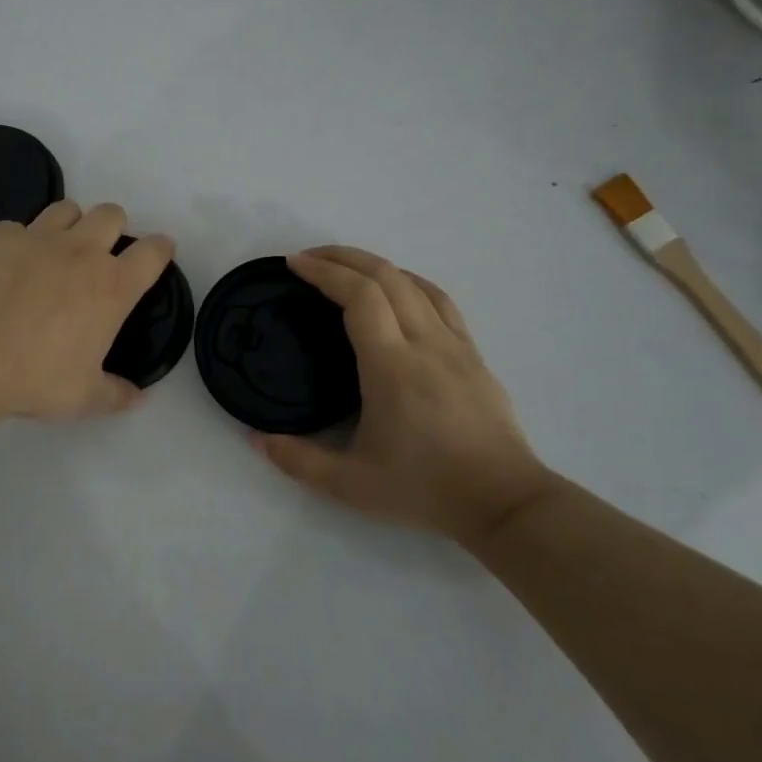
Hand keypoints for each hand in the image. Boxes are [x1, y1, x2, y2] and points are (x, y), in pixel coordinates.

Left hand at [0, 199, 174, 422]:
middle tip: (100, 254)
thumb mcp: (82, 398)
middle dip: (113, 228)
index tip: (159, 252)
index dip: (160, 248)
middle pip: (111, 214)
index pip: (153, 251)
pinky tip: (6, 268)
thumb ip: (116, 394)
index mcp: (111, 286)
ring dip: (70, 225)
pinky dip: (19, 242)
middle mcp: (79, 250)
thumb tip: (139, 398)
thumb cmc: (31, 379)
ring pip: (66, 209)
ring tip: (55, 252)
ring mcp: (35, 237)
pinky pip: (17, 226)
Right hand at [252, 246, 558, 548]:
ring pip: (415, 283)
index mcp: (391, 365)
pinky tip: (399, 289)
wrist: (505, 503)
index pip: (358, 296)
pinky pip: (440, 301)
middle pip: (385, 276)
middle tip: (309, 259)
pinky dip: (410, 282)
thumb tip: (256, 439)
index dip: (324, 272)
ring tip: (346, 268)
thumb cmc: (425, 489)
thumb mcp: (351, 486)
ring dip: (376, 265)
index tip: (294, 264)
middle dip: (343, 257)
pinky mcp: (474, 355)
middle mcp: (424, 342)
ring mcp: (455, 345)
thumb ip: (298, 460)